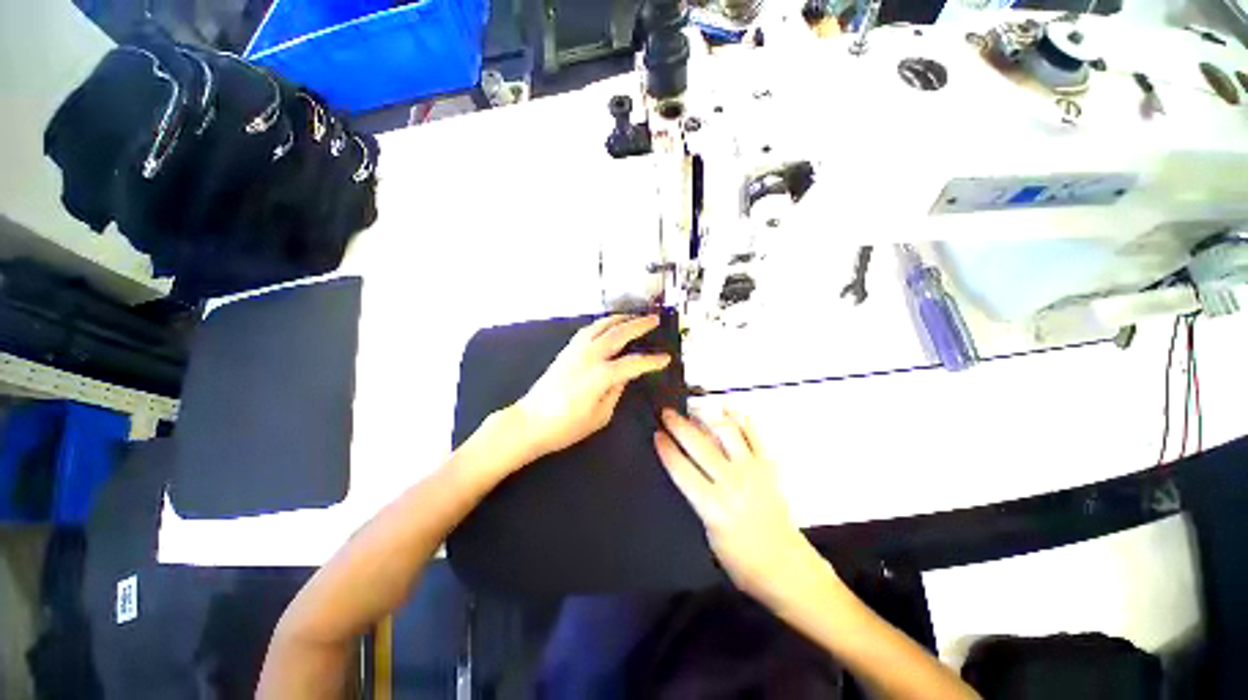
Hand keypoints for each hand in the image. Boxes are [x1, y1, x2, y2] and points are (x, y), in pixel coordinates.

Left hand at [514, 314, 670, 461]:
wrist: (529, 422)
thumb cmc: (566, 427)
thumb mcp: (599, 416)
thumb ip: (615, 392)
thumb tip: (625, 376)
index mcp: (600, 375)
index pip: (633, 363)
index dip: (652, 361)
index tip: (666, 358)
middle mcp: (589, 356)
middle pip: (618, 333)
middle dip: (639, 325)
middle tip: (653, 319)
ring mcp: (575, 350)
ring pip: (601, 326)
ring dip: (619, 319)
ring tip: (633, 316)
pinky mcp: (566, 351)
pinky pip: (588, 330)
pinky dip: (602, 324)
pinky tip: (607, 326)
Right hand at [655, 409, 827, 605]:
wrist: (785, 566)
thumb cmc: (741, 560)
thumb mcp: (709, 535)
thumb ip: (698, 498)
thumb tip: (686, 468)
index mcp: (713, 506)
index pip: (682, 470)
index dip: (666, 449)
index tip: (656, 433)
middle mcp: (732, 482)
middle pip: (699, 446)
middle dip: (679, 426)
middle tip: (666, 412)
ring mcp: (752, 471)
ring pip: (727, 433)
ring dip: (708, 418)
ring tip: (695, 409)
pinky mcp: (768, 467)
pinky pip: (754, 436)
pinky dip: (742, 420)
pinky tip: (730, 409)